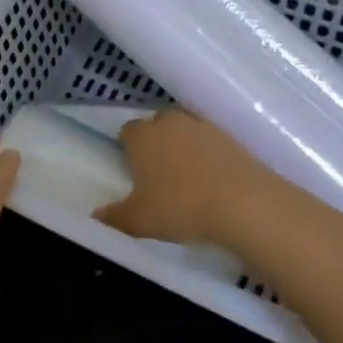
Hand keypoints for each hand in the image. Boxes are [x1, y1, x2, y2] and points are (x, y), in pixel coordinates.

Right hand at [95, 109, 307, 254]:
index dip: (127, 149)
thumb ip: (114, 217)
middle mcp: (170, 122)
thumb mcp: (139, 220)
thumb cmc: (181, 207)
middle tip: (157, 174)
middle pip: (157, 125)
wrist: (246, 205)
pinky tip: (212, 182)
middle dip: (155, 143)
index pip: (126, 131)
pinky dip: (208, 157)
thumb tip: (95, 216)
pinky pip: (211, 144)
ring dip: (183, 148)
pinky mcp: (233, 138)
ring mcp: (204, 126)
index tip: (131, 171)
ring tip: (187, 180)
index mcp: (142, 135)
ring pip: (185, 132)